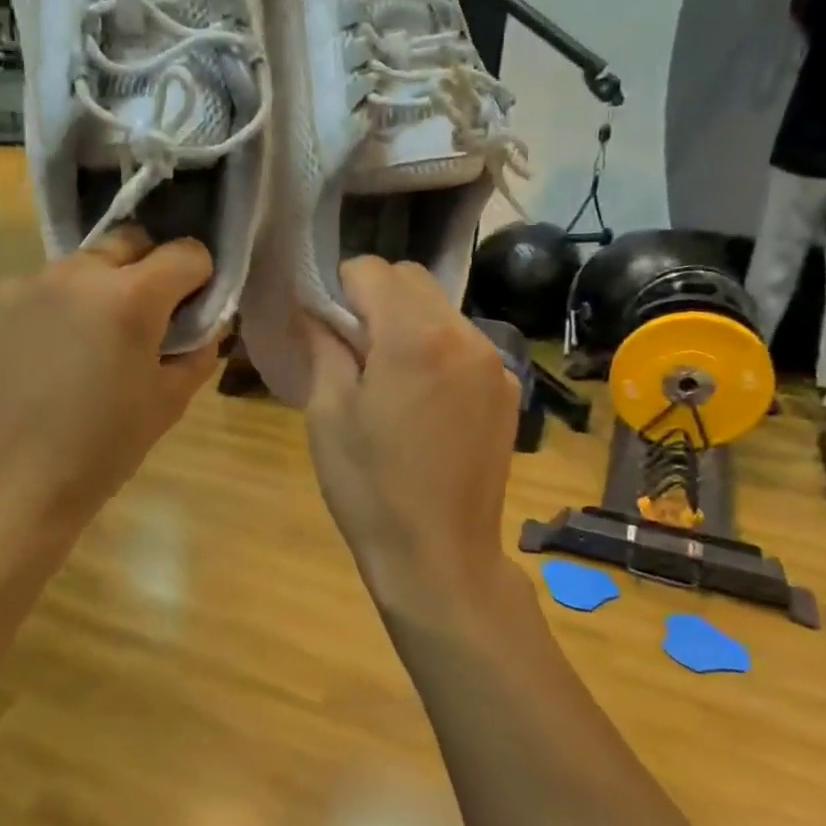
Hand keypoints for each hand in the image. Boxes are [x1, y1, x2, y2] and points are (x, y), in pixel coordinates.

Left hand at [0, 227, 220, 542]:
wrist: (9, 486)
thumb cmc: (102, 451)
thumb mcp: (169, 403)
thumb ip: (199, 351)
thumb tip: (205, 325)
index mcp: (130, 298)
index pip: (186, 253)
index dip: (199, 278)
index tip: (191, 309)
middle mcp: (76, 274)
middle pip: (128, 243)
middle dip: (146, 271)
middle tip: (141, 322)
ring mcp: (24, 285)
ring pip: (78, 268)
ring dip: (94, 292)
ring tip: (83, 346)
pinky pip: (34, 292)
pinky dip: (49, 311)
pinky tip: (40, 359)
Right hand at [302, 257, 521, 615]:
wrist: (440, 555)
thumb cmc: (370, 488)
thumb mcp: (328, 415)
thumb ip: (324, 347)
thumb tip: (318, 312)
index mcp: (414, 336)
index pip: (372, 270)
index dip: (340, 288)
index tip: (326, 326)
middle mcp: (464, 334)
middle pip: (412, 280)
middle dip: (376, 297)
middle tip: (353, 350)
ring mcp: (493, 362)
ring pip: (442, 309)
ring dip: (409, 322)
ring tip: (389, 378)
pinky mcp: (507, 390)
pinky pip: (465, 344)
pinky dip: (437, 350)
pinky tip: (424, 402)